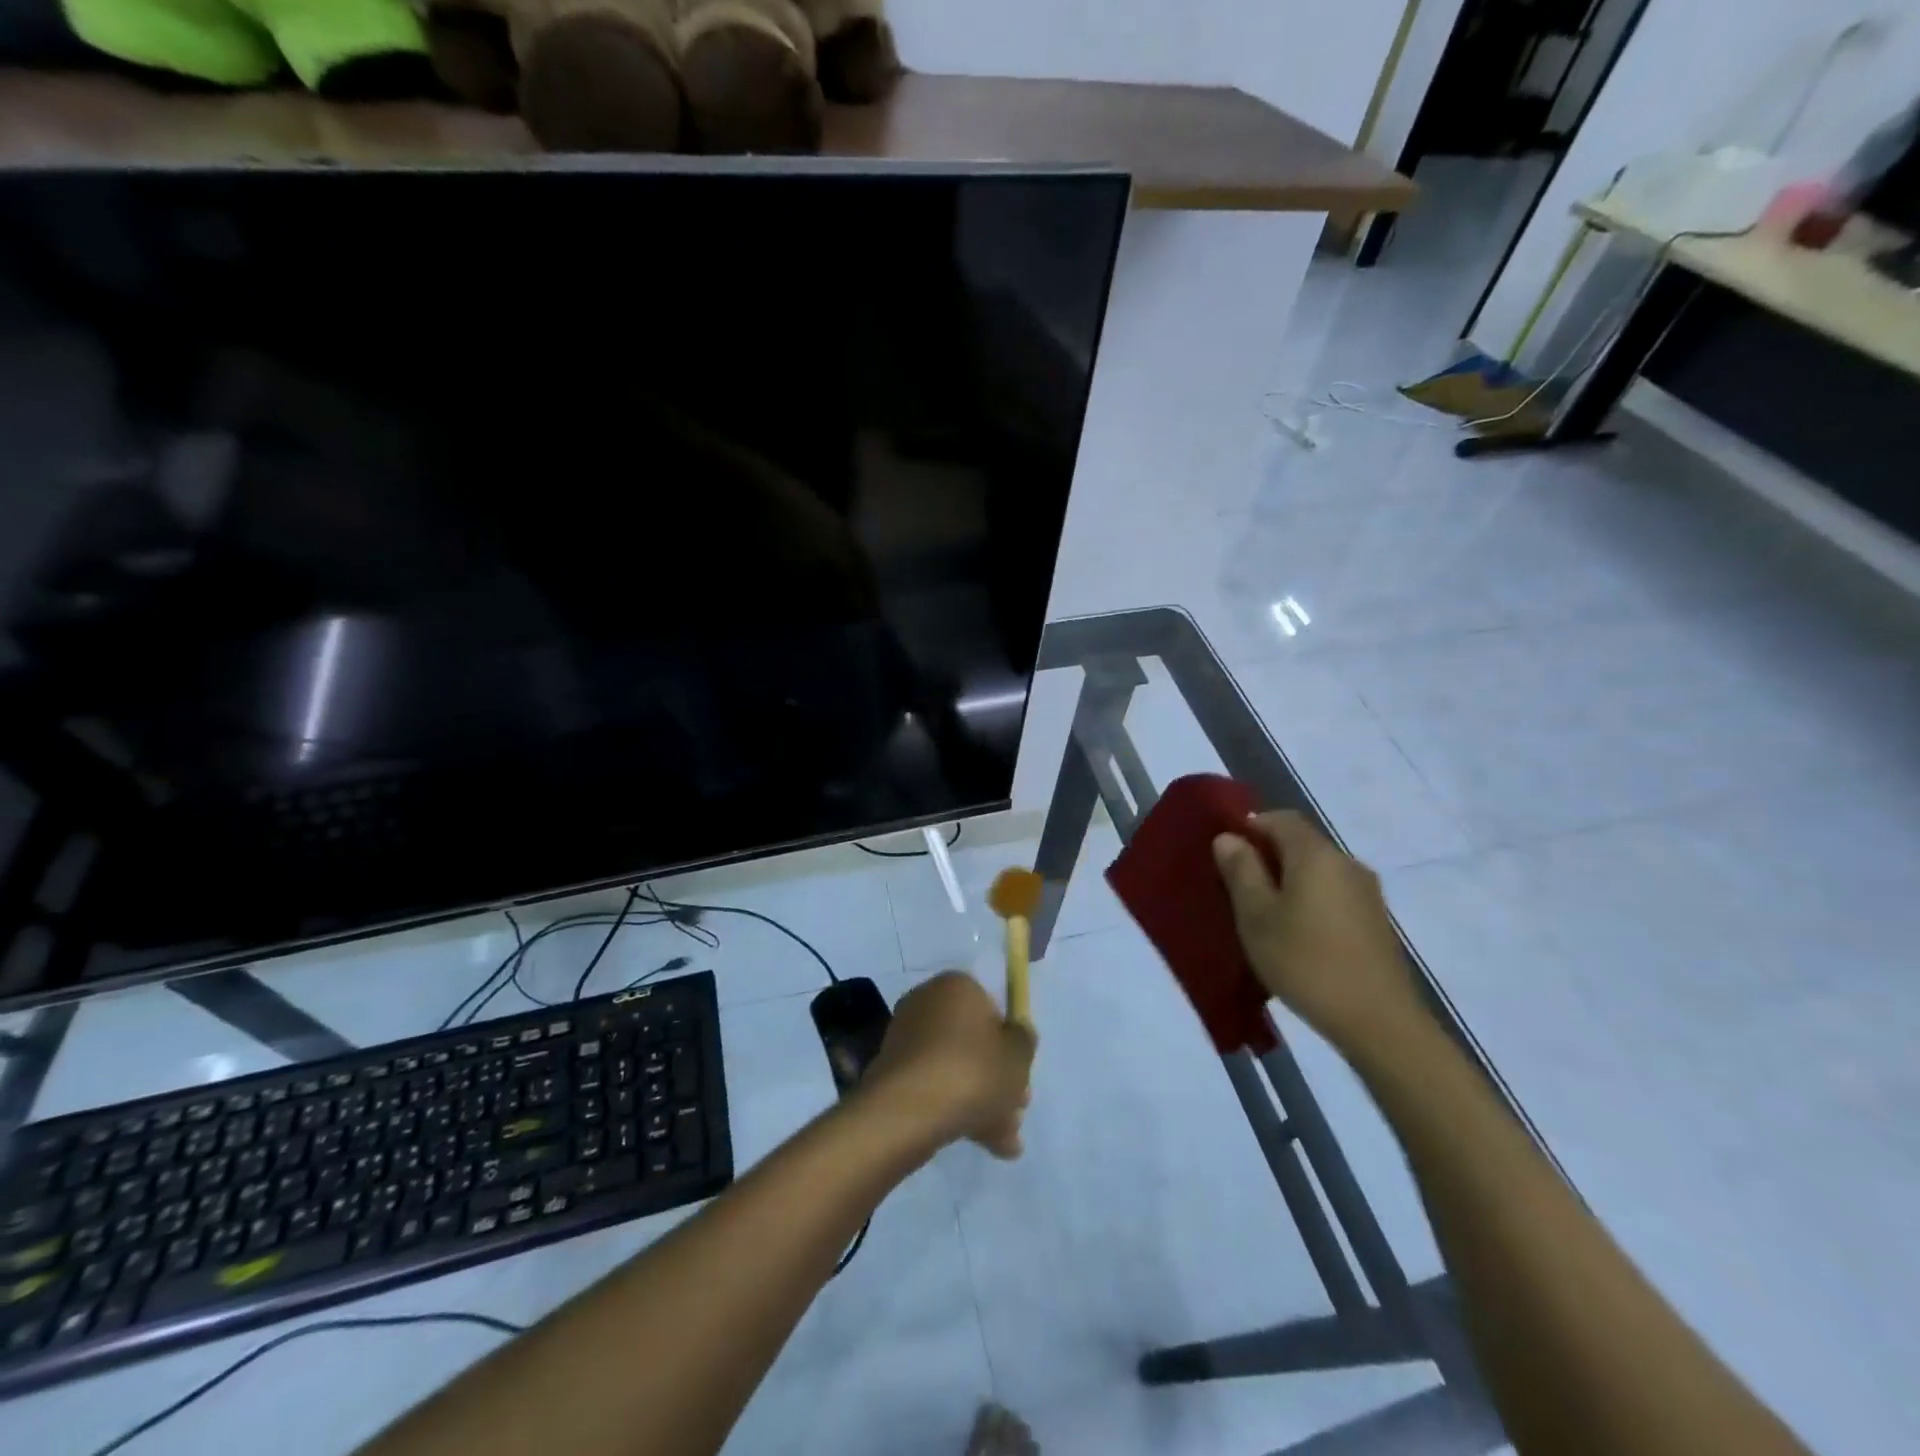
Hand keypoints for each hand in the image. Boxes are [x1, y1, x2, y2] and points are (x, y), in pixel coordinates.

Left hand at [859, 971, 1034, 1158]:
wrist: (908, 1110)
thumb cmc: (972, 1071)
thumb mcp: (1018, 1056)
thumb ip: (1024, 1041)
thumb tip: (1017, 1034)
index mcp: (957, 986)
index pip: (991, 1007)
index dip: (1010, 1041)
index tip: (1022, 1073)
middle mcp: (927, 1002)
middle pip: (973, 1041)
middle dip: (998, 1078)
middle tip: (1017, 1110)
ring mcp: (906, 1037)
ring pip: (956, 1066)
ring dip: (982, 1100)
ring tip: (1003, 1141)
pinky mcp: (893, 1071)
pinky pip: (934, 1084)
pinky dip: (956, 1107)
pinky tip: (981, 1142)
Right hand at [1212, 811, 1422, 1053]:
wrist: (1378, 1021)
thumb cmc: (1305, 961)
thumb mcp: (1256, 916)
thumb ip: (1241, 871)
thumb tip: (1229, 837)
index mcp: (1316, 854)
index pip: (1280, 818)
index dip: (1250, 827)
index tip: (1226, 853)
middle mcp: (1346, 863)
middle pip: (1301, 843)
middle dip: (1268, 855)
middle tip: (1237, 885)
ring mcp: (1367, 893)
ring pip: (1318, 871)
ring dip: (1289, 881)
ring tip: (1263, 913)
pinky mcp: (1376, 921)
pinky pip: (1334, 894)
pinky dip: (1310, 900)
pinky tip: (1296, 934)